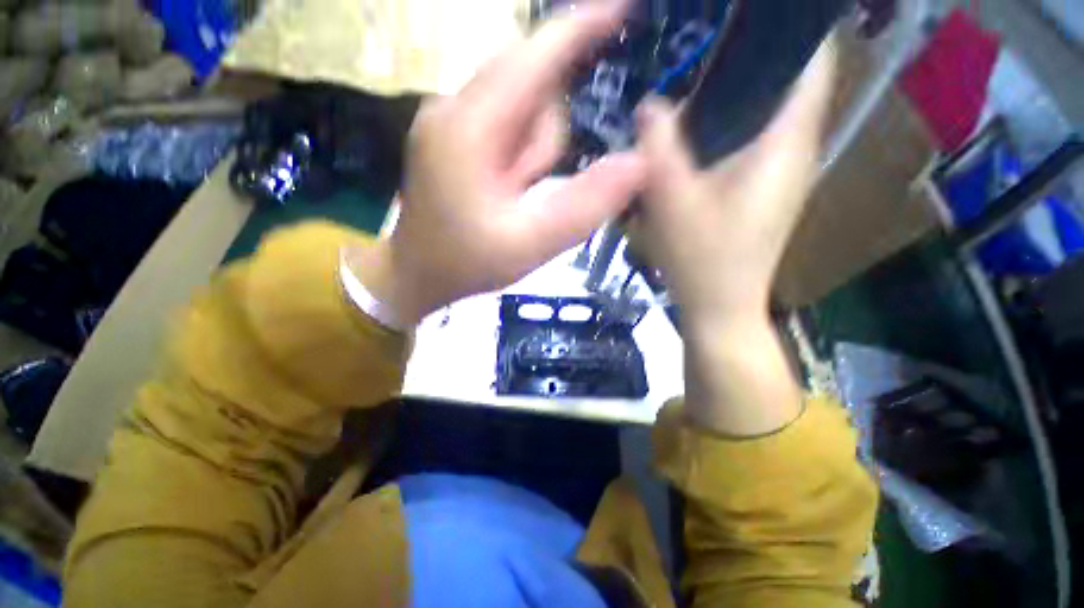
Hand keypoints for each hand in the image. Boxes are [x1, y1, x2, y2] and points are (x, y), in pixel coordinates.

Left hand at [350, 0, 644, 326]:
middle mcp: (454, 108)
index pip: (534, 56)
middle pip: (530, 89)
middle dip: (546, 140)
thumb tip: (638, 163)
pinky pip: (504, 127)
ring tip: (514, 198)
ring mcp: (450, 121)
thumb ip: (582, 206)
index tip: (623, 7)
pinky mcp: (453, 137)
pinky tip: (506, 191)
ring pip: (519, 112)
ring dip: (532, 155)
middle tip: (530, 190)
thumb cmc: (466, 263)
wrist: (415, 275)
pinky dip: (519, 156)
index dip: (580, 28)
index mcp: (470, 127)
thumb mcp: (529, 243)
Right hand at [635, 42, 836, 434]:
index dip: (788, 28)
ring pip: (763, 111)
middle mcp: (793, 149)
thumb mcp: (673, 201)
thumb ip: (660, 148)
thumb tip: (651, 104)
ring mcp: (779, 171)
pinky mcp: (760, 189)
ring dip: (731, 94)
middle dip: (746, 58)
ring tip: (686, 89)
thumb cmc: (702, 260)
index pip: (812, 58)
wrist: (719, 307)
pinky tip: (689, 138)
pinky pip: (748, 139)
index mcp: (786, 143)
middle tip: (695, 52)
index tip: (743, 19)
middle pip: (784, 80)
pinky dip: (725, 126)